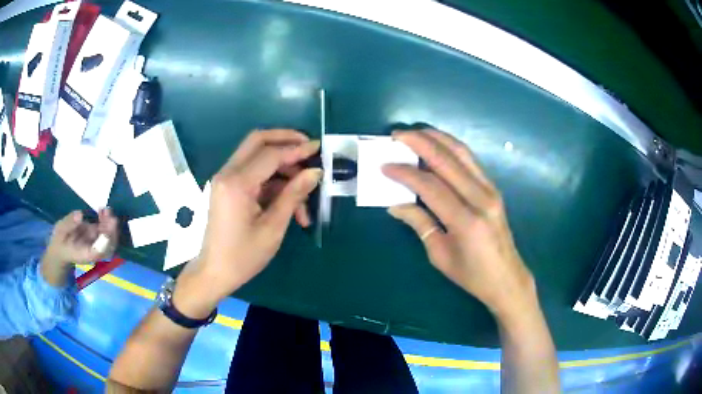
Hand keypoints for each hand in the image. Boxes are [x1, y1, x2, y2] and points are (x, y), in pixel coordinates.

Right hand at [41, 209, 118, 286]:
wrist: (61, 249)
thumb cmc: (60, 241)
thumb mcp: (60, 232)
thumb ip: (69, 224)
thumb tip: (80, 214)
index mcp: (84, 255)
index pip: (98, 252)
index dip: (105, 242)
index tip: (108, 228)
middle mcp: (93, 252)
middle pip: (108, 247)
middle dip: (111, 231)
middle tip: (109, 214)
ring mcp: (96, 245)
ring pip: (109, 239)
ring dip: (110, 224)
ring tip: (106, 209)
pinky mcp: (95, 238)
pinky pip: (105, 232)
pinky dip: (106, 221)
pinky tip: (103, 210)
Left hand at [173, 129, 321, 317]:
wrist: (214, 273)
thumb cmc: (243, 256)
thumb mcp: (273, 228)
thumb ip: (293, 195)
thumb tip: (315, 173)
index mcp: (237, 183)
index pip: (270, 154)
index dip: (297, 149)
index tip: (319, 149)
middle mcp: (227, 173)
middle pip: (257, 141)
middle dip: (285, 141)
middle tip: (309, 150)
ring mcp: (225, 179)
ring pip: (257, 156)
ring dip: (282, 169)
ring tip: (304, 197)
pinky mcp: (228, 187)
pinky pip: (253, 173)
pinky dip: (272, 182)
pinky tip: (289, 203)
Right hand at [383, 129, 535, 318]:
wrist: (506, 277)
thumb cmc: (471, 274)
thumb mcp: (440, 254)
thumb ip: (419, 224)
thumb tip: (395, 203)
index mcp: (466, 221)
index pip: (431, 186)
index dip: (405, 173)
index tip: (385, 165)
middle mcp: (481, 199)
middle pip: (447, 161)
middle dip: (420, 143)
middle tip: (396, 135)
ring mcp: (490, 190)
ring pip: (462, 153)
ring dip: (437, 138)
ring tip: (415, 132)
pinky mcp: (493, 188)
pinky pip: (470, 161)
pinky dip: (451, 147)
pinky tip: (437, 144)